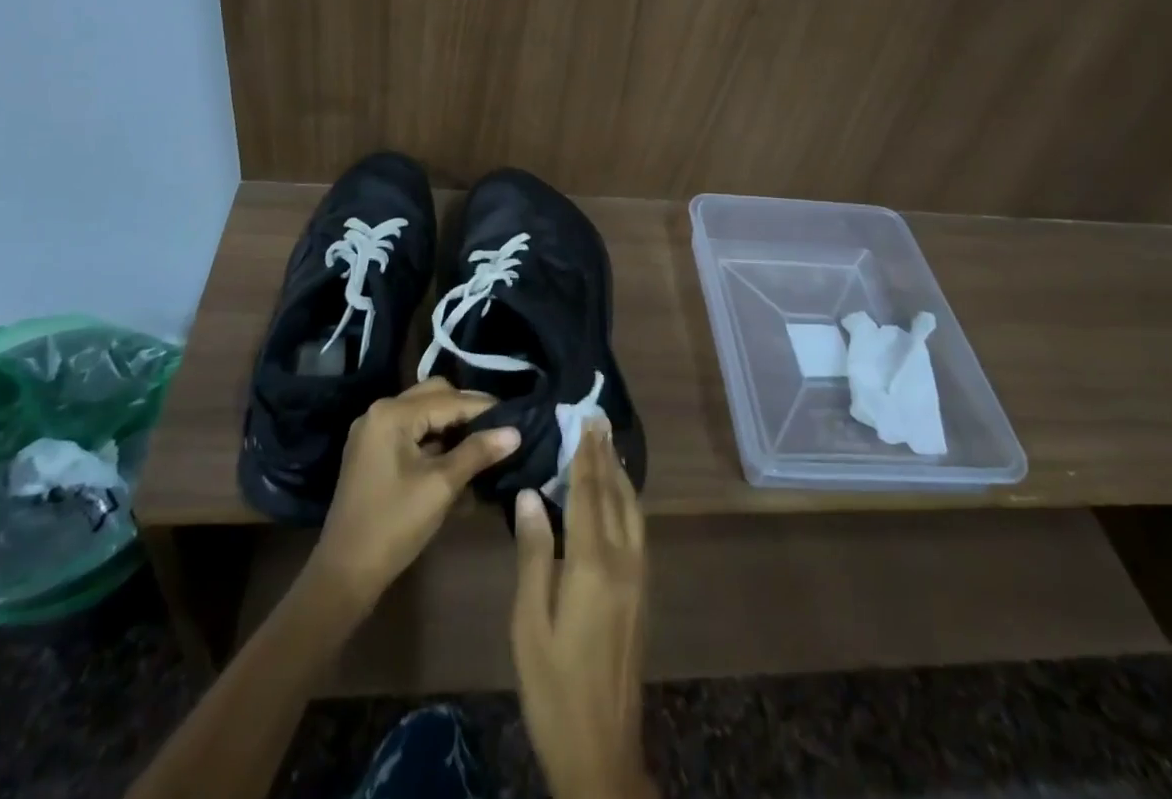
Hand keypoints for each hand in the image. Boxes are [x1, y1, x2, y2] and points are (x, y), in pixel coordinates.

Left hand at [311, 377, 518, 611]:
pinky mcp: (372, 452)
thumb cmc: (394, 525)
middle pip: (435, 396)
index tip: (516, 415)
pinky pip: (411, 432)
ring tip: (483, 442)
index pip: (449, 400)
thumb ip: (477, 452)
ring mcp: (372, 432)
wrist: (344, 574)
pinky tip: (457, 457)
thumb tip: (515, 432)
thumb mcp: (441, 486)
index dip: (484, 407)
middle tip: (498, 427)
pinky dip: (434, 439)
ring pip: (423, 413)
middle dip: (467, 410)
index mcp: (392, 414)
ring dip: (451, 425)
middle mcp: (380, 412)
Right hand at [511, 422, 655, 798]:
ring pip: (633, 512)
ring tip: (609, 447)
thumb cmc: (553, 687)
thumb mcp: (529, 623)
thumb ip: (533, 554)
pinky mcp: (642, 595)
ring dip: (620, 476)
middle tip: (598, 421)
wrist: (601, 750)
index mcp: (593, 565)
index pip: (589, 495)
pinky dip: (627, 502)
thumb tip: (529, 495)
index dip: (585, 456)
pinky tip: (619, 499)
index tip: (584, 421)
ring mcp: (638, 579)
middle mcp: (624, 562)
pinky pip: (637, 530)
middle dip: (606, 456)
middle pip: (617, 496)